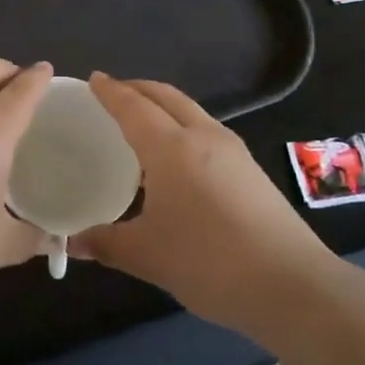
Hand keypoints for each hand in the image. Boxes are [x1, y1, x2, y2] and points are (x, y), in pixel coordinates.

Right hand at [67, 74, 342, 334]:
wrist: (291, 285)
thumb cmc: (208, 261)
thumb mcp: (147, 255)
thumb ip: (106, 243)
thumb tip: (72, 242)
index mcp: (171, 147)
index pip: (133, 107)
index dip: (111, 92)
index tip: (94, 78)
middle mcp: (203, 137)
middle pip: (166, 97)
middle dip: (138, 88)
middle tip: (113, 92)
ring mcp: (233, 152)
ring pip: (190, 112)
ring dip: (162, 106)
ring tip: (140, 122)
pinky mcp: (250, 171)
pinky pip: (206, 131)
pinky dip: (181, 127)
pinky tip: (175, 158)